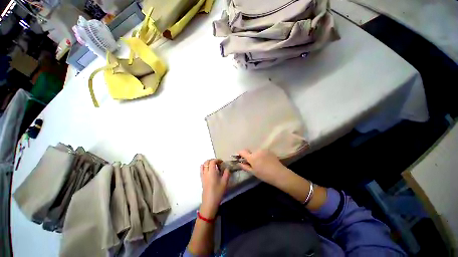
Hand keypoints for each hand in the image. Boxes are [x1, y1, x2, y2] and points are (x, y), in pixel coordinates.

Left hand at [199, 159, 229, 218]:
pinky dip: (205, 167)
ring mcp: (202, 176)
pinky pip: (201, 170)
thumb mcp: (225, 182)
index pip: (212, 161)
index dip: (217, 160)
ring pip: (203, 165)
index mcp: (211, 172)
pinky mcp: (201, 180)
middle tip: (218, 163)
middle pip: (206, 162)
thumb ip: (227, 173)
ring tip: (213, 166)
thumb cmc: (218, 192)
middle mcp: (206, 172)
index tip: (222, 162)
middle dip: (212, 160)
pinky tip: (210, 171)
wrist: (209, 202)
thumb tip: (227, 168)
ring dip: (208, 163)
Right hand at [238, 149, 291, 186]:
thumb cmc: (264, 175)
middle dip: (250, 156)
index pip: (242, 151)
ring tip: (261, 163)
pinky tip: (266, 161)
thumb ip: (245, 166)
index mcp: (252, 157)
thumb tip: (239, 163)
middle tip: (253, 164)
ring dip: (256, 156)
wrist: (279, 173)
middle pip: (250, 152)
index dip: (240, 153)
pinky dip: (262, 155)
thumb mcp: (253, 172)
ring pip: (256, 152)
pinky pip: (262, 152)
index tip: (240, 157)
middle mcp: (257, 151)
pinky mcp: (269, 151)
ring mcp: (263, 150)